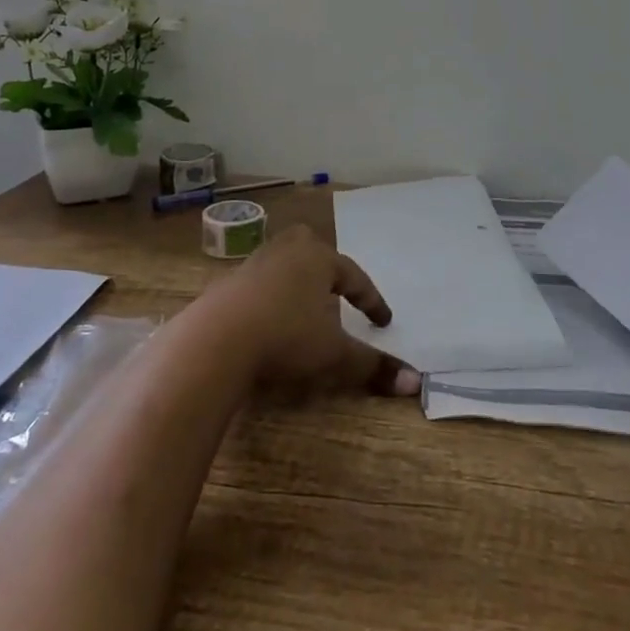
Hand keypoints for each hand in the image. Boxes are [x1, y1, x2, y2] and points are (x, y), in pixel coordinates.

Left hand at [206, 224, 419, 396]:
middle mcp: (287, 252)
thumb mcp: (333, 354)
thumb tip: (414, 382)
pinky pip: (259, 283)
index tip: (384, 321)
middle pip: (313, 248)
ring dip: (297, 281)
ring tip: (304, 305)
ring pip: (284, 263)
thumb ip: (372, 365)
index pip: (354, 277)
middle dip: (328, 267)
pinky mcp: (227, 283)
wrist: (215, 340)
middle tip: (337, 288)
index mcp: (318, 258)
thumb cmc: (285, 336)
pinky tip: (269, 318)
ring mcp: (254, 264)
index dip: (371, 300)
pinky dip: (271, 296)